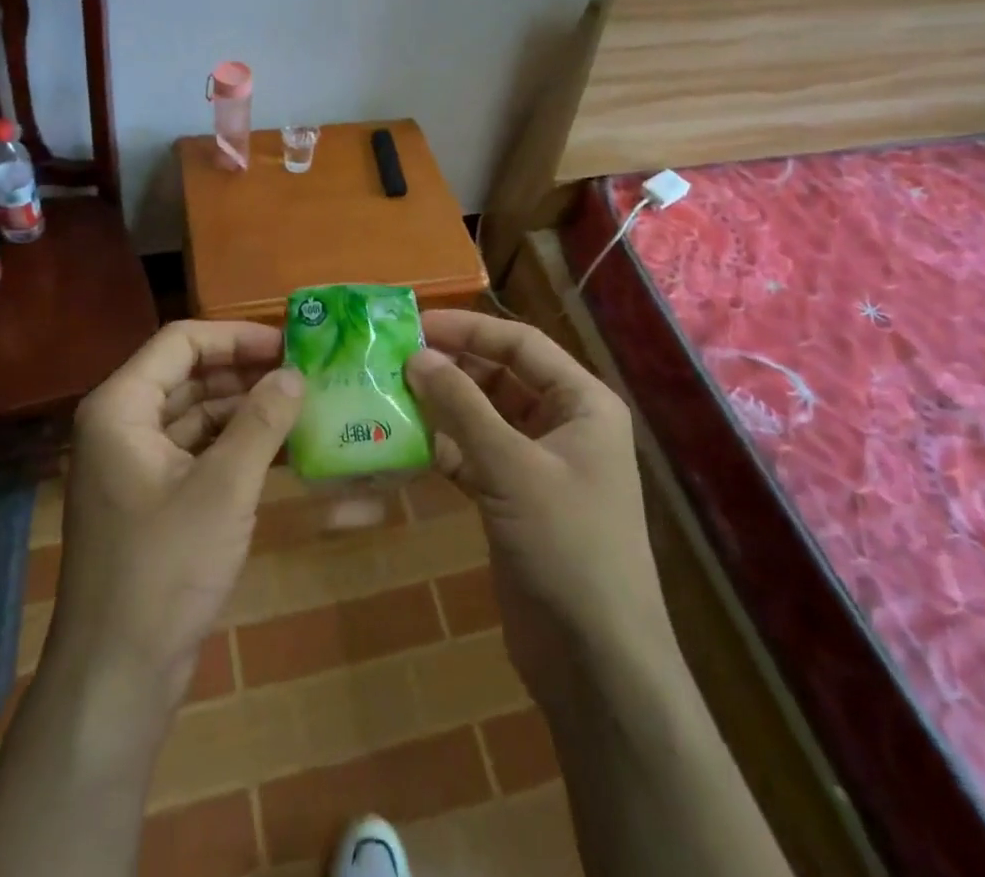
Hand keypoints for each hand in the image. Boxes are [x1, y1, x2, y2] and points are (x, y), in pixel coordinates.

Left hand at [47, 320, 301, 705]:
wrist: (117, 674)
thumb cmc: (165, 568)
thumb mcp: (224, 488)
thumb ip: (262, 422)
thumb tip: (295, 374)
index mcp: (122, 407)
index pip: (181, 342)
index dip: (236, 337)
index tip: (288, 344)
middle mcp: (121, 424)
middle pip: (188, 373)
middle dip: (244, 371)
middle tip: (303, 372)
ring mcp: (134, 462)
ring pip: (194, 412)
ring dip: (243, 407)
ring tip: (300, 404)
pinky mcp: (150, 495)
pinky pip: (195, 449)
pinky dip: (233, 443)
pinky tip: (279, 445)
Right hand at [406, 311, 666, 697]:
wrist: (595, 661)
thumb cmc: (567, 545)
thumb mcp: (512, 467)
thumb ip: (462, 407)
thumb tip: (417, 356)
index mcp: (582, 403)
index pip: (521, 344)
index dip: (469, 329)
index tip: (415, 324)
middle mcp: (563, 424)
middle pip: (500, 377)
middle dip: (451, 367)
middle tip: (393, 358)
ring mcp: (538, 464)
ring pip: (483, 417)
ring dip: (441, 407)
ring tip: (388, 393)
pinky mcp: (513, 499)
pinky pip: (473, 456)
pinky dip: (442, 448)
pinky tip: (402, 442)